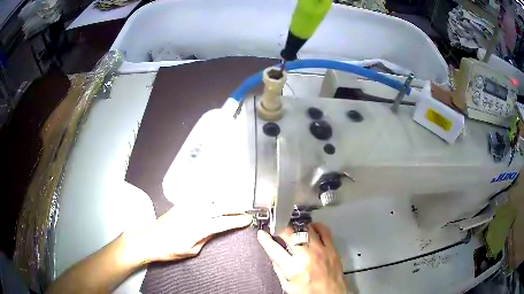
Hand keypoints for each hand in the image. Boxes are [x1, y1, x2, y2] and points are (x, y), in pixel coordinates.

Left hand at [126, 207, 251, 264]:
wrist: (149, 240)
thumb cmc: (168, 250)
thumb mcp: (191, 251)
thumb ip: (205, 239)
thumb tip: (215, 230)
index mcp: (196, 229)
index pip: (221, 223)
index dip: (236, 221)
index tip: (246, 220)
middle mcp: (192, 215)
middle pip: (218, 207)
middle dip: (234, 208)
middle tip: (243, 211)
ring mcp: (185, 207)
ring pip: (209, 200)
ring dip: (223, 201)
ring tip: (233, 204)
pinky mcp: (180, 205)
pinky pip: (198, 198)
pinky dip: (210, 198)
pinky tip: (215, 199)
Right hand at [257, 223, 347, 293]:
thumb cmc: (311, 293)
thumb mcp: (288, 285)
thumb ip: (279, 269)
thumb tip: (273, 254)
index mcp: (294, 269)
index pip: (274, 249)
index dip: (265, 239)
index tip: (262, 234)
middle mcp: (308, 257)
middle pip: (290, 234)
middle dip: (280, 229)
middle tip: (277, 229)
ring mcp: (321, 251)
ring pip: (306, 229)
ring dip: (297, 227)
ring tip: (293, 229)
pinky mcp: (332, 249)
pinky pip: (324, 231)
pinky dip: (316, 226)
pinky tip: (311, 228)